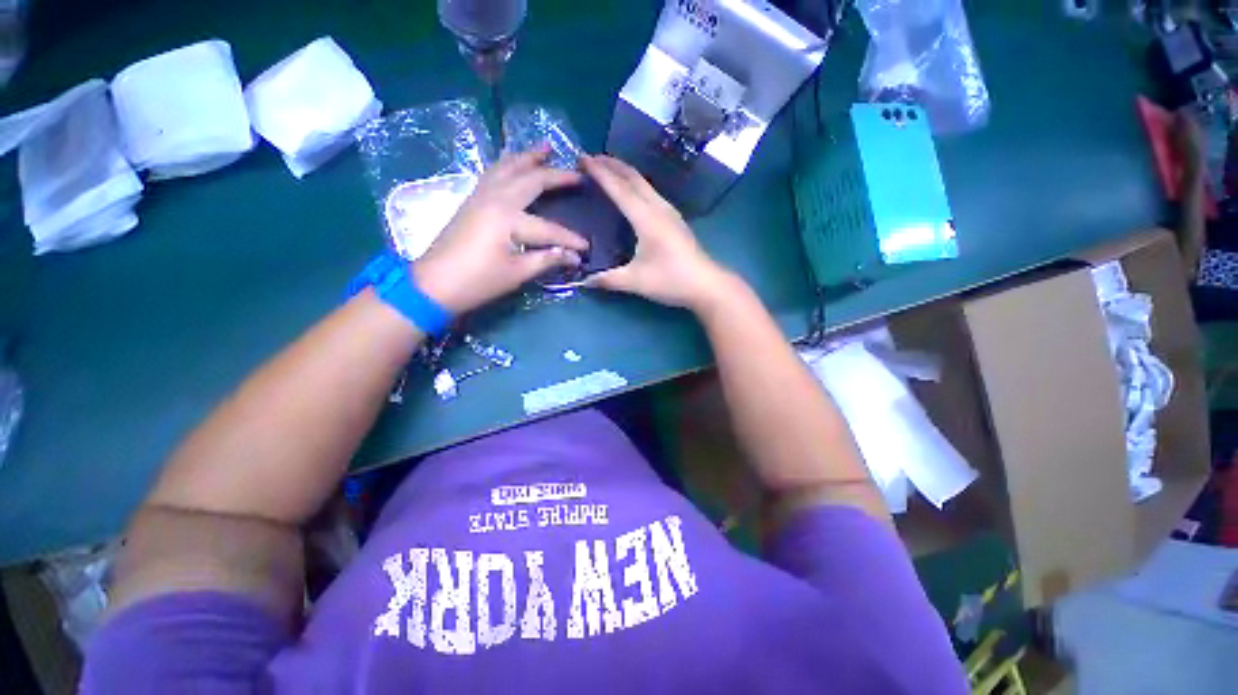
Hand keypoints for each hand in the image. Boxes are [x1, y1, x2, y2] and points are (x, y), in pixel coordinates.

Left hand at [412, 149, 588, 313]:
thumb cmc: (478, 281)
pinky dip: (508, 164)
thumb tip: (574, 257)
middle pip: (531, 180)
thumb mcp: (517, 273)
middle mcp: (496, 198)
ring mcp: (481, 196)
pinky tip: (514, 163)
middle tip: (578, 173)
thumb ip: (547, 260)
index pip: (550, 228)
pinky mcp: (472, 200)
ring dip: (529, 157)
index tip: (587, 247)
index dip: (570, 239)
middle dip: (556, 175)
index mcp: (508, 218)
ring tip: (546, 148)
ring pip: (508, 167)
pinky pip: (493, 173)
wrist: (434, 284)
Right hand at [582, 155, 731, 310]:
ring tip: (607, 170)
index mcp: (646, 218)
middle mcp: (658, 208)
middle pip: (633, 177)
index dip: (600, 173)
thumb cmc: (671, 280)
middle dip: (611, 165)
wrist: (707, 284)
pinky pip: (651, 192)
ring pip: (644, 183)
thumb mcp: (636, 282)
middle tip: (590, 159)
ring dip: (624, 172)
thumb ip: (608, 280)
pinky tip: (630, 193)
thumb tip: (584, 281)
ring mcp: (669, 212)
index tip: (582, 159)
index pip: (620, 188)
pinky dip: (635, 184)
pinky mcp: (675, 219)